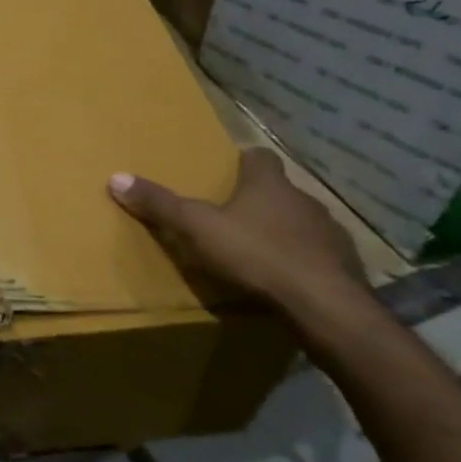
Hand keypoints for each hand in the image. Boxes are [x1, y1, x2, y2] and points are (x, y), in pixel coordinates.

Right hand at [107, 150, 365, 312]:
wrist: (324, 304)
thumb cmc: (256, 254)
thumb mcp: (196, 228)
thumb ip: (160, 205)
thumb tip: (116, 177)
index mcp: (269, 184)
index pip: (260, 157)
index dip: (244, 161)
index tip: (229, 171)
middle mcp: (303, 199)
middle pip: (279, 190)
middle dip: (259, 200)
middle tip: (232, 216)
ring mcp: (329, 232)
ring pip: (300, 222)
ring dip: (282, 231)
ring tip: (257, 251)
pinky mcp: (344, 266)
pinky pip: (318, 255)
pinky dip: (302, 261)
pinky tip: (285, 279)